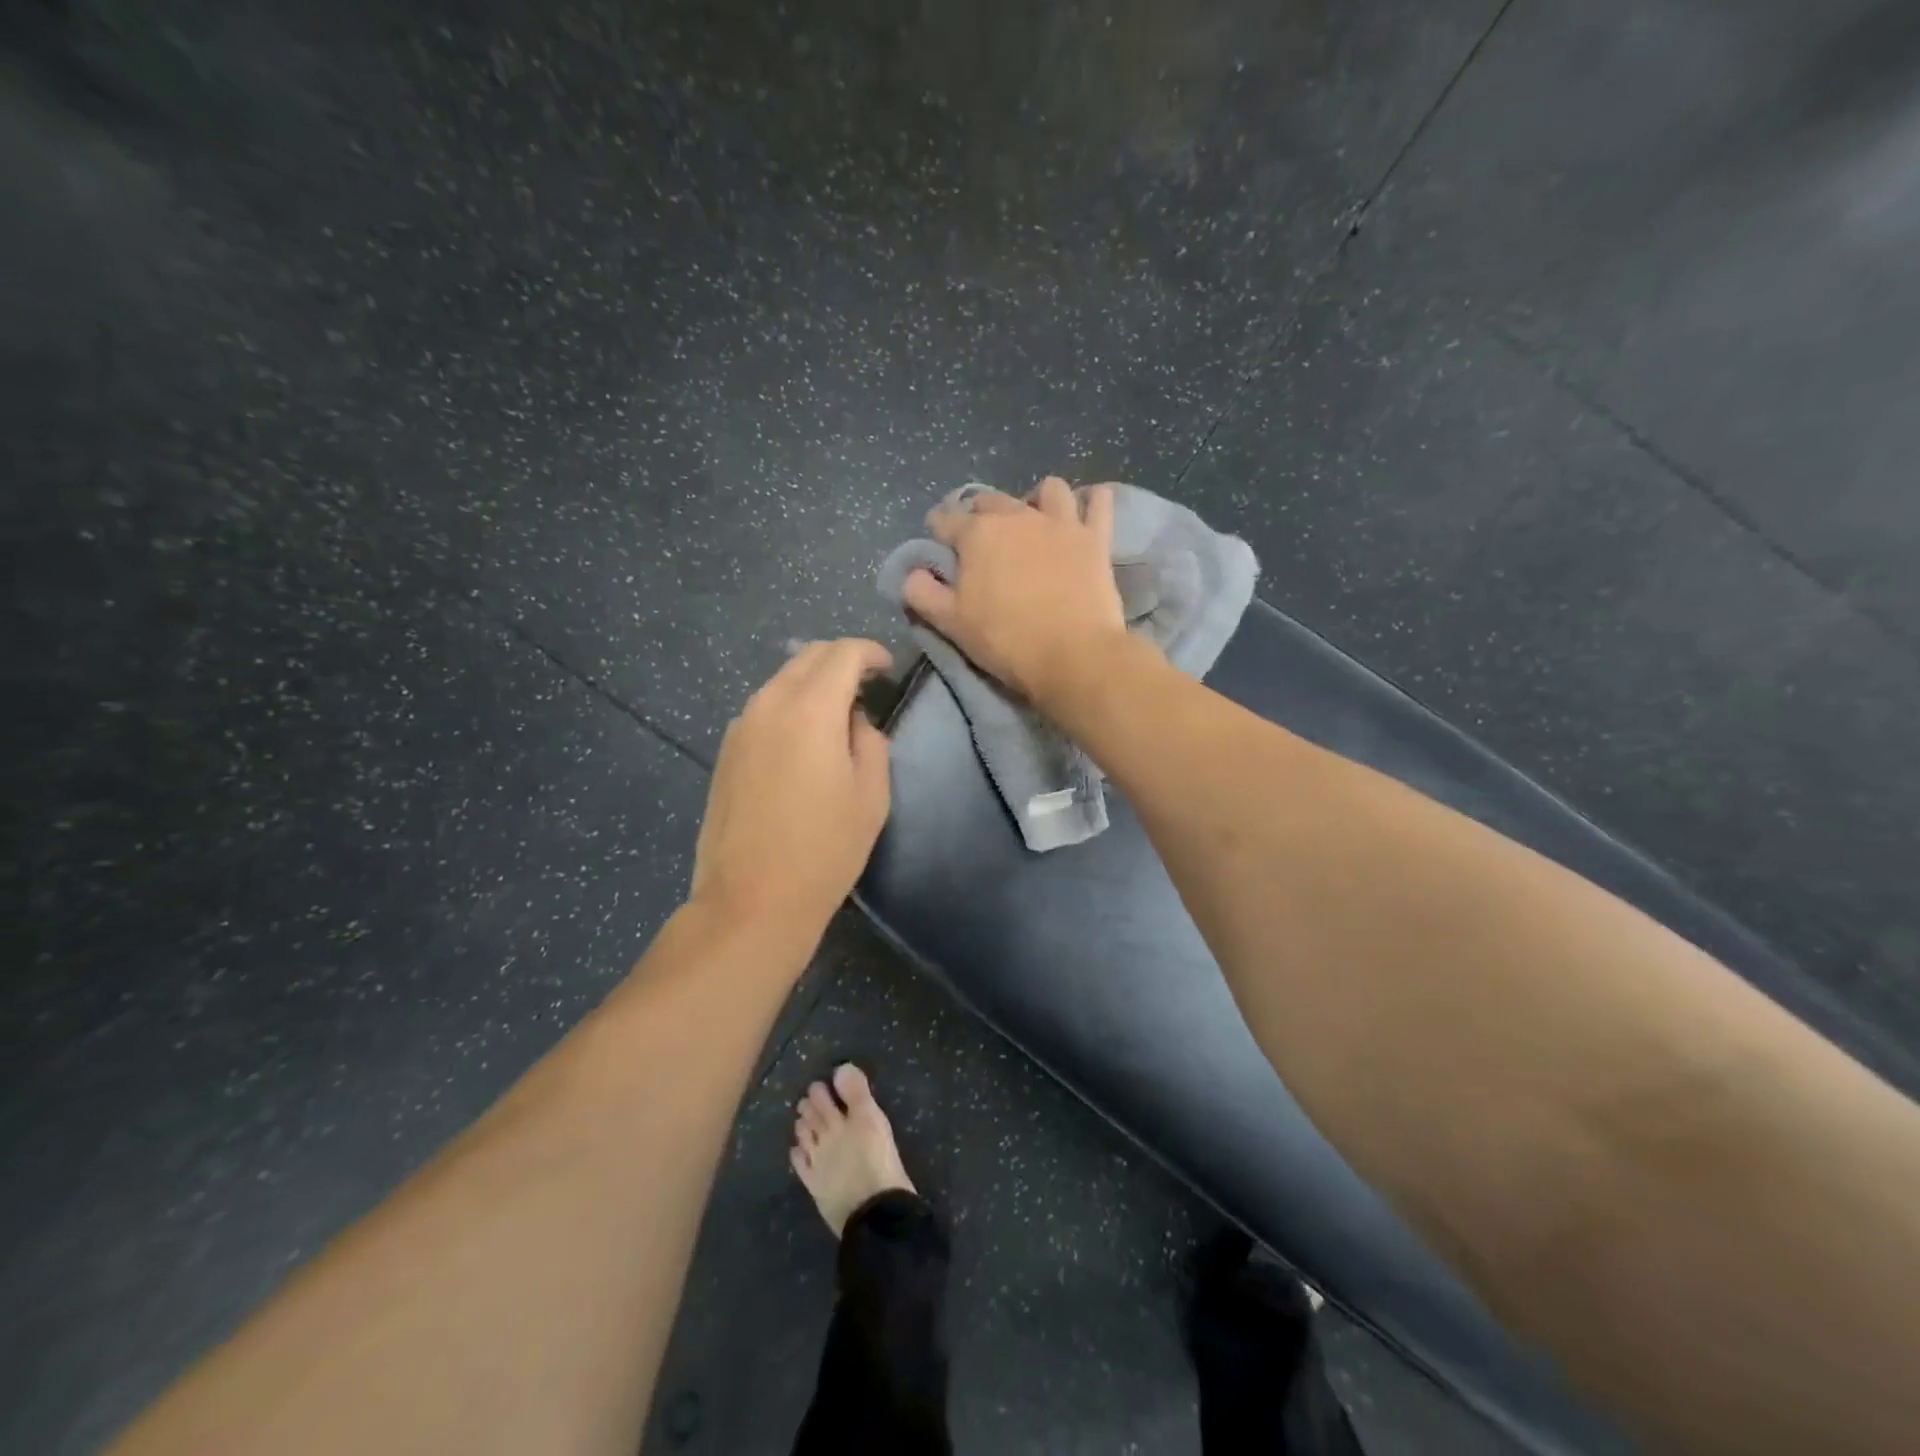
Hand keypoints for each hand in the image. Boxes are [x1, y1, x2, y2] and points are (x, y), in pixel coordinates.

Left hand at [690, 639, 892, 945]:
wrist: (752, 899)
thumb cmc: (825, 850)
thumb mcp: (871, 796)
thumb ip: (870, 742)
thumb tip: (854, 721)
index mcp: (810, 710)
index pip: (842, 653)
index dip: (870, 652)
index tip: (887, 668)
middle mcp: (768, 704)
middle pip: (807, 657)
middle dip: (841, 660)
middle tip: (866, 685)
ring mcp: (740, 726)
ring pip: (781, 681)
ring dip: (813, 684)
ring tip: (837, 715)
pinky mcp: (725, 750)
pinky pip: (763, 709)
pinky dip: (789, 706)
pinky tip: (803, 741)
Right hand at [901, 476, 1128, 703]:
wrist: (1074, 656)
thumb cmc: (1006, 641)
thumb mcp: (951, 623)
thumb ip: (922, 593)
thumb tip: (911, 573)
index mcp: (977, 534)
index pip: (946, 519)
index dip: (938, 531)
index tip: (939, 546)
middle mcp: (1017, 516)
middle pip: (991, 501)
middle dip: (980, 514)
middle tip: (981, 541)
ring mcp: (1060, 523)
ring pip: (1047, 490)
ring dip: (1035, 500)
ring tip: (1033, 523)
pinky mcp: (1096, 537)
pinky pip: (1098, 501)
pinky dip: (1091, 502)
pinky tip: (1084, 513)